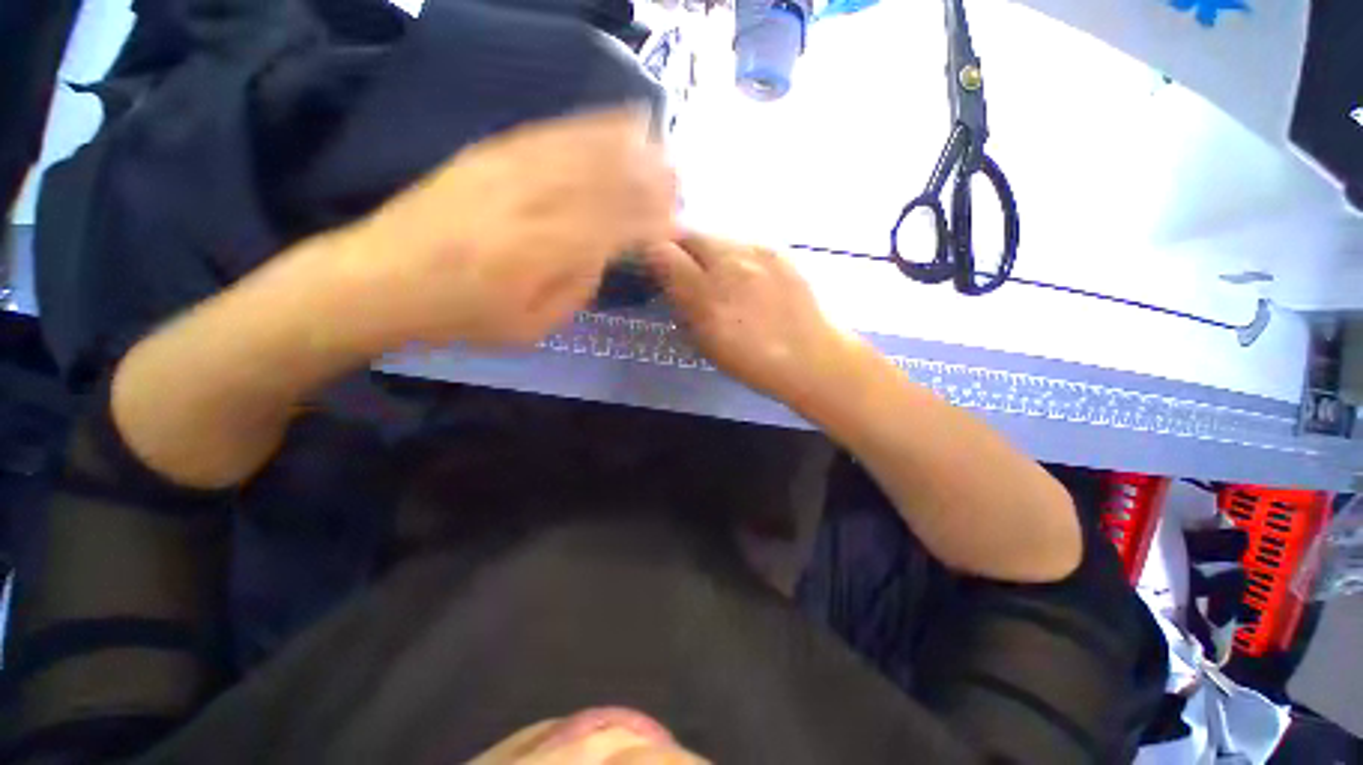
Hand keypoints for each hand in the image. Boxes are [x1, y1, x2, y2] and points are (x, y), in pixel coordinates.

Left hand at [333, 107, 675, 351]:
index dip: (648, 221)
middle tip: (678, 177)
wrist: (382, 278)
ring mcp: (509, 171)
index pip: (612, 228)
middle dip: (646, 178)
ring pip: (580, 151)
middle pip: (602, 183)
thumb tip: (601, 256)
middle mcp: (532, 204)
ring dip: (624, 145)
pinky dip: (586, 127)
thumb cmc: (462, 315)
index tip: (676, 219)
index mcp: (544, 254)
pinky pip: (548, 135)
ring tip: (657, 141)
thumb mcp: (530, 327)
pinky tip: (609, 121)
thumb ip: (574, 290)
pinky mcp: (490, 154)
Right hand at [645, 234, 862, 406]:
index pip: (662, 253)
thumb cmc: (752, 361)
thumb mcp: (706, 343)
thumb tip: (670, 283)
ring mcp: (756, 251)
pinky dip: (734, 253)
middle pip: (689, 233)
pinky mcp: (777, 248)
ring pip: (716, 234)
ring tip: (718, 272)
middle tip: (685, 268)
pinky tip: (745, 273)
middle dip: (680, 247)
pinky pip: (742, 241)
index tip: (656, 268)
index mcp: (707, 296)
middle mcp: (729, 264)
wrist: (811, 355)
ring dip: (708, 249)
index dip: (654, 257)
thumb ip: (683, 307)